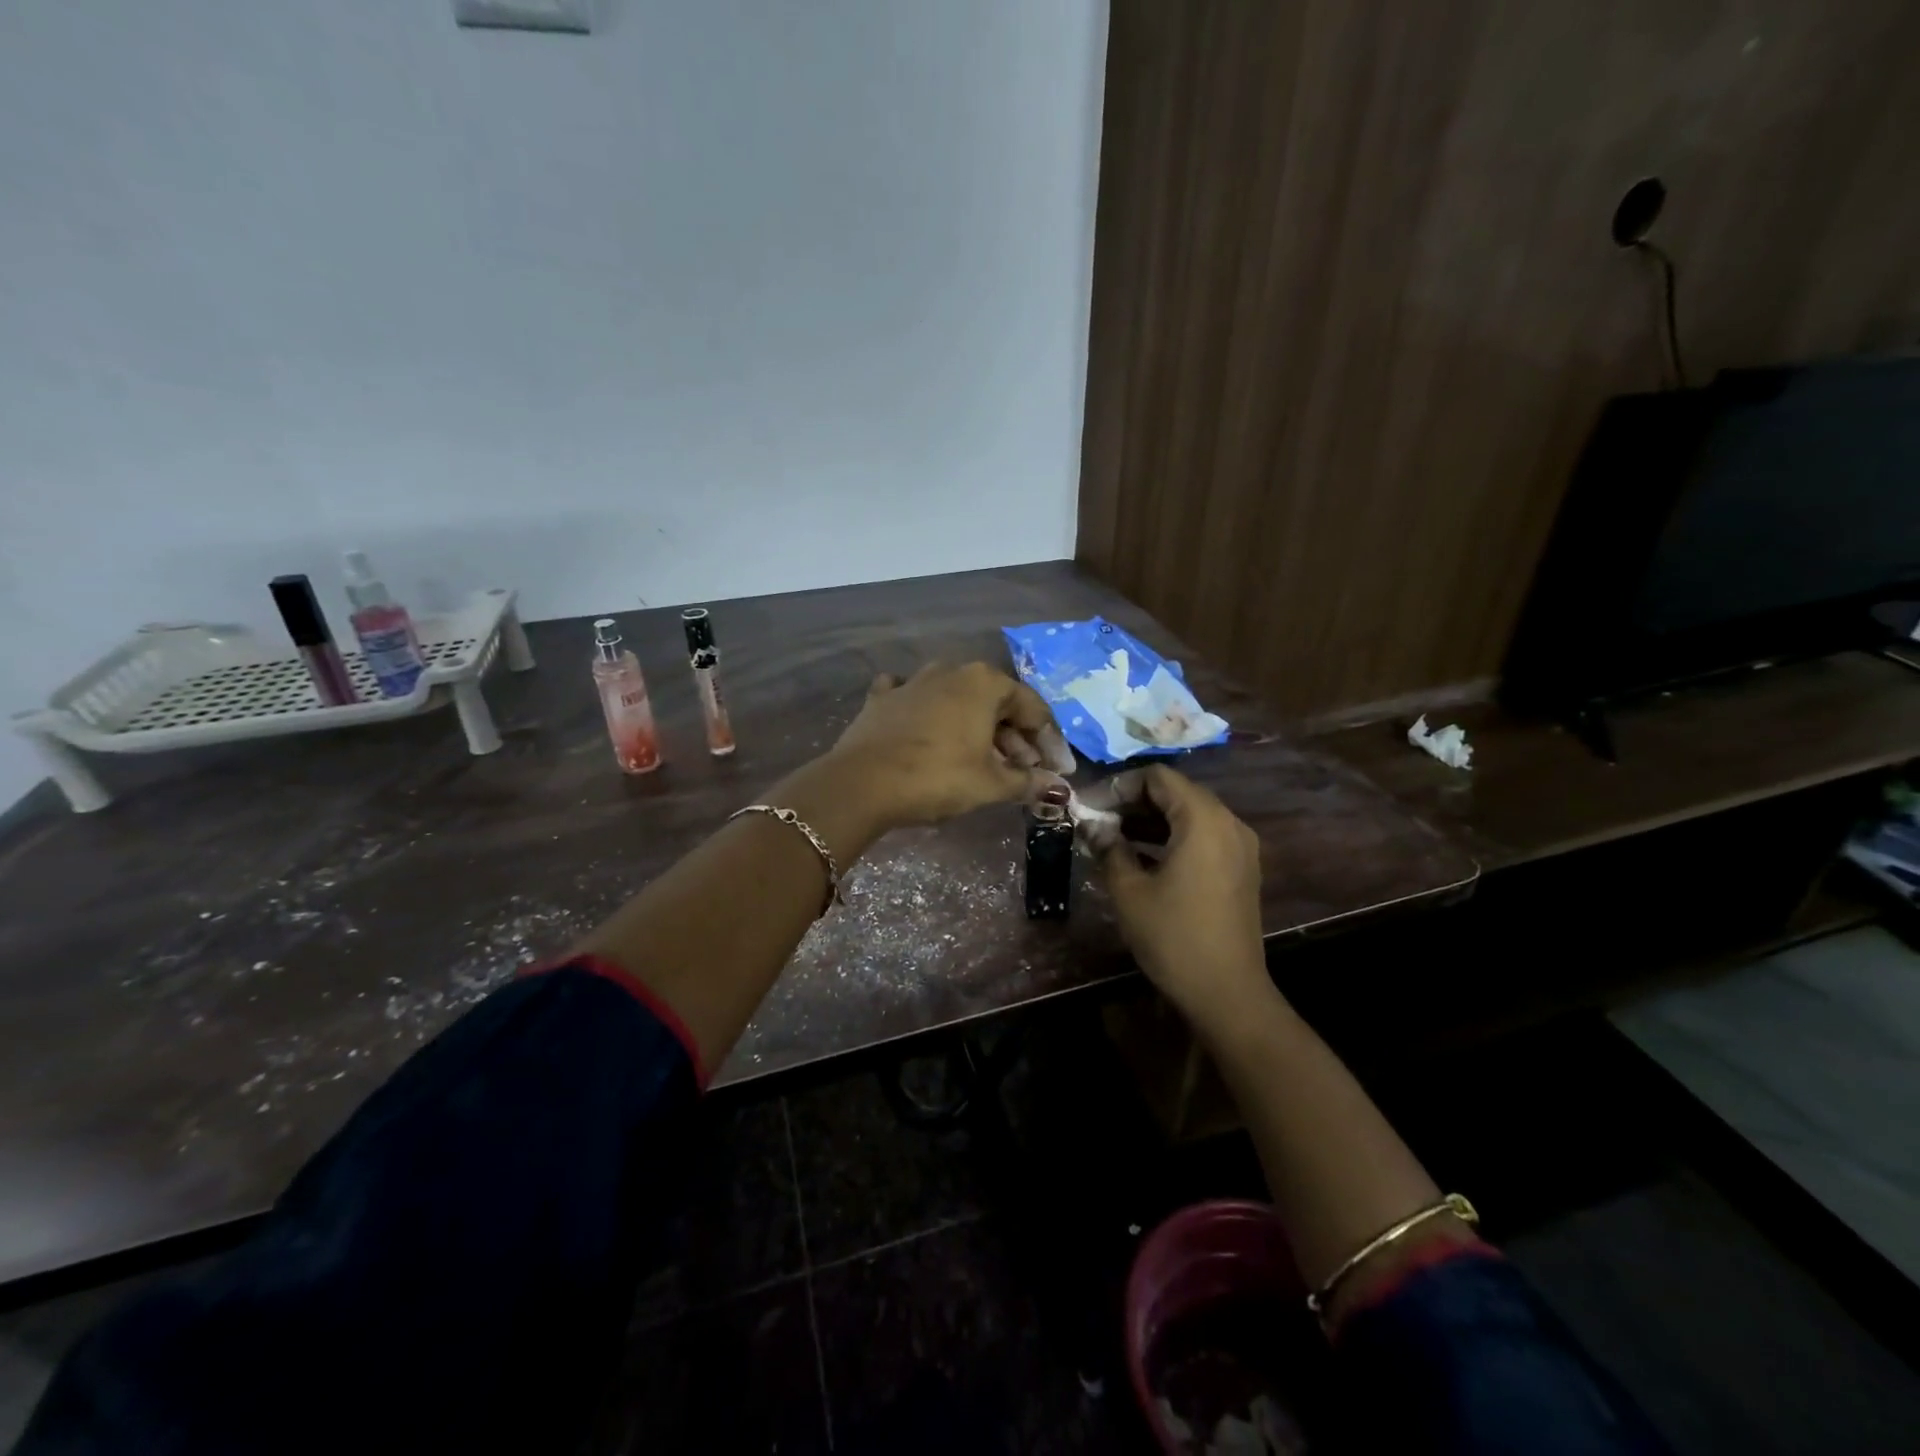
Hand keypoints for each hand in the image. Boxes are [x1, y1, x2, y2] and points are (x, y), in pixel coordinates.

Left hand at [826, 662, 1072, 828]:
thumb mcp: (990, 784)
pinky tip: (927, 729)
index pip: (1032, 708)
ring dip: (976, 727)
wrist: (862, 783)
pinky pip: (914, 698)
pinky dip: (927, 713)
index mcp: (984, 682)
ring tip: (984, 760)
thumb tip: (1059, 789)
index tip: (1058, 771)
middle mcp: (951, 671)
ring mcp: (913, 681)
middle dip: (1014, 737)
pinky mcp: (882, 698)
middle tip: (1023, 771)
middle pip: (996, 702)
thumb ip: (1028, 782)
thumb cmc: (937, 777)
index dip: (1050, 742)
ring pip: (957, 700)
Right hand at [1100, 766, 1269, 1029]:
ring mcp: (1239, 846)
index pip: (1158, 777)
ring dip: (1150, 820)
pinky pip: (1203, 836)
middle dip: (1133, 801)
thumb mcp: (1129, 890)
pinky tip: (1140, 857)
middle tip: (1097, 820)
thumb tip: (1090, 824)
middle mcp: (1228, 822)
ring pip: (1189, 814)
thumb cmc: (1174, 936)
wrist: (1227, 993)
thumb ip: (1108, 847)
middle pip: (1176, 792)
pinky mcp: (1240, 869)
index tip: (1091, 806)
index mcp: (1203, 819)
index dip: (1120, 785)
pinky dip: (1172, 838)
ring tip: (1111, 838)